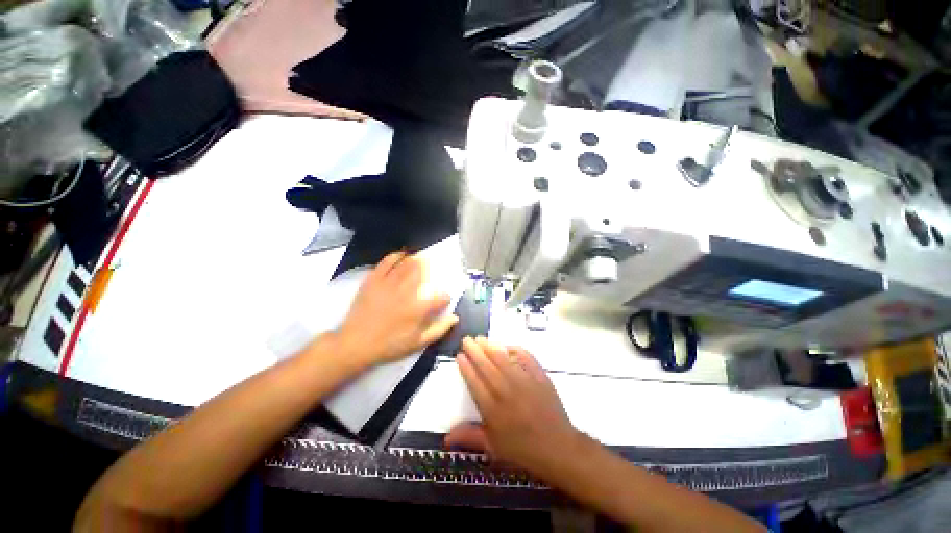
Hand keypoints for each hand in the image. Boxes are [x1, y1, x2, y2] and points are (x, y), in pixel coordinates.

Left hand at [334, 252, 458, 367]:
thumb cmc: (390, 345)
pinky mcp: (374, 281)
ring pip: (406, 264)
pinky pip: (386, 263)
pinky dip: (395, 256)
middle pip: (422, 272)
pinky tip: (401, 255)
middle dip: (428, 267)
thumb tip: (455, 318)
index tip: (443, 300)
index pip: (440, 297)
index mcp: (419, 309)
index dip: (445, 297)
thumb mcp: (418, 343)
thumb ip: (439, 330)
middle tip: (431, 266)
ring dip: (415, 259)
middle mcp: (406, 292)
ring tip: (419, 258)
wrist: (356, 343)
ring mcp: (389, 284)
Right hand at [445, 337, 582, 479]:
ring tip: (481, 339)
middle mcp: (506, 390)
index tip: (459, 355)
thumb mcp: (493, 447)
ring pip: (503, 359)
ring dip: (490, 347)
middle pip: (486, 366)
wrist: (557, 447)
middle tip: (467, 340)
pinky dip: (516, 349)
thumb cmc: (522, 449)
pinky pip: (526, 357)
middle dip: (474, 351)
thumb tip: (444, 438)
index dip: (466, 366)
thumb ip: (469, 437)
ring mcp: (524, 381)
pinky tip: (508, 346)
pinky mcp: (539, 376)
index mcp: (492, 408)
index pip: (474, 381)